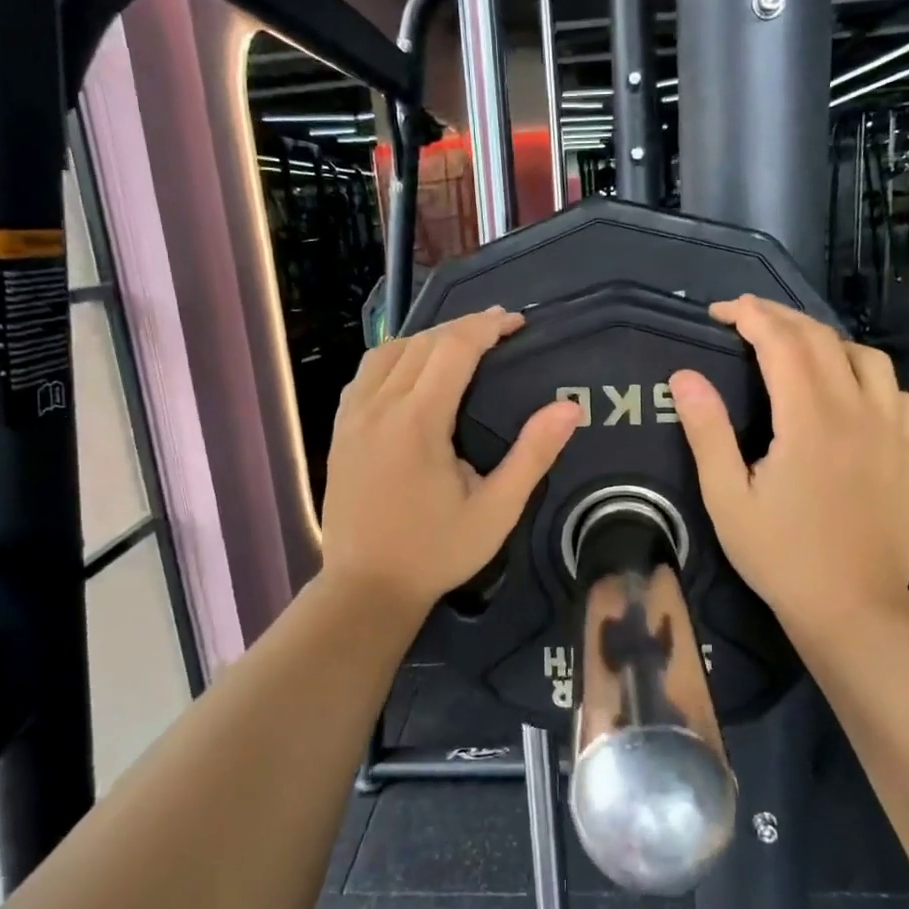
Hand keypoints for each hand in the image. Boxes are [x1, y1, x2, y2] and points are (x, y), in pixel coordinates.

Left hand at [322, 308, 580, 615]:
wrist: (365, 587)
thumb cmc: (436, 552)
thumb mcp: (496, 511)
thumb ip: (532, 456)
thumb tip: (569, 407)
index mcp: (418, 421)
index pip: (453, 348)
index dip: (487, 326)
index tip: (516, 322)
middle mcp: (379, 406)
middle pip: (421, 343)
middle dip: (462, 328)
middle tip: (498, 330)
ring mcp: (352, 417)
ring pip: (387, 352)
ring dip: (426, 339)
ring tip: (458, 345)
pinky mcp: (339, 431)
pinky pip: (365, 374)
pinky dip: (394, 358)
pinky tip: (410, 372)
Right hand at [669, 296, 908, 634]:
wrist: (853, 608)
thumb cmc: (780, 555)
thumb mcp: (726, 498)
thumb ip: (707, 431)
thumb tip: (685, 375)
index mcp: (809, 420)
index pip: (782, 342)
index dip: (750, 316)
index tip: (720, 312)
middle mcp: (858, 412)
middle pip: (823, 340)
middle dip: (782, 318)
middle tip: (747, 319)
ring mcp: (894, 433)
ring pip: (869, 359)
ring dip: (828, 341)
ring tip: (798, 350)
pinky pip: (899, 395)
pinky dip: (870, 378)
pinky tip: (853, 393)